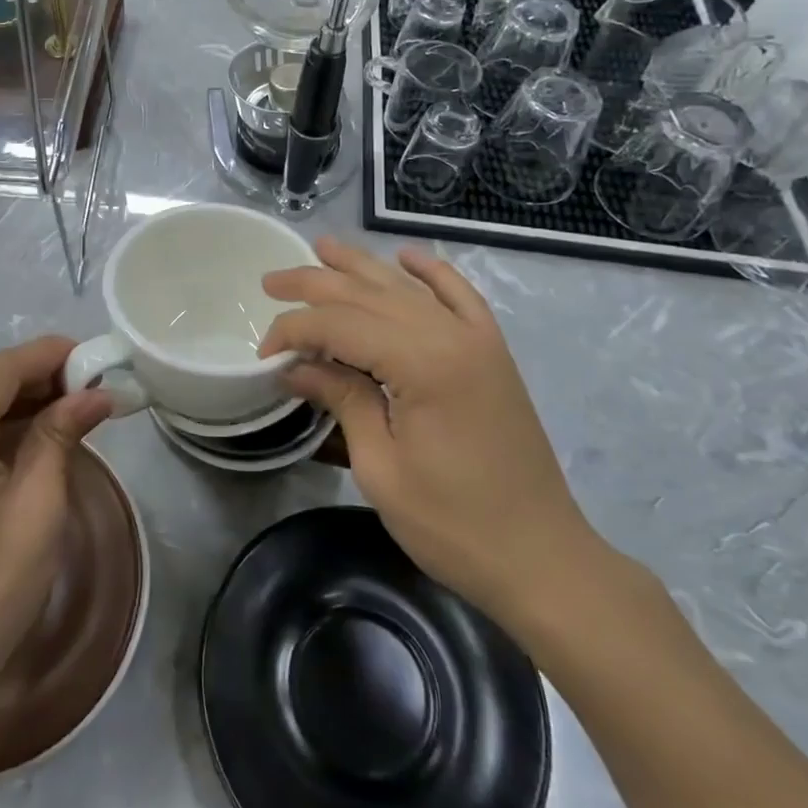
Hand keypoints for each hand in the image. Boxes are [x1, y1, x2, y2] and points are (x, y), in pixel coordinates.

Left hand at [0, 337, 110, 714]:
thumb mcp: (38, 508)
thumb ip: (61, 435)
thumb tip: (97, 392)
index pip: (2, 369)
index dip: (53, 356)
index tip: (98, 358)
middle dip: (41, 380)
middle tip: (93, 389)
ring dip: (20, 402)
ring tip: (73, 408)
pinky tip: (33, 433)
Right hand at [261, 239, 606, 624]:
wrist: (542, 559)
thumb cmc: (453, 525)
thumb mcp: (381, 468)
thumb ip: (341, 400)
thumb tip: (295, 367)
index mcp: (422, 364)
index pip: (340, 324)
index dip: (295, 330)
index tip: (264, 354)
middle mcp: (451, 335)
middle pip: (370, 294)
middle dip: (315, 284)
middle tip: (270, 283)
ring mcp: (478, 340)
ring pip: (407, 287)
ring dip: (361, 266)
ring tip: (322, 247)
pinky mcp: (493, 352)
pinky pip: (461, 296)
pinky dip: (432, 272)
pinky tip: (408, 256)